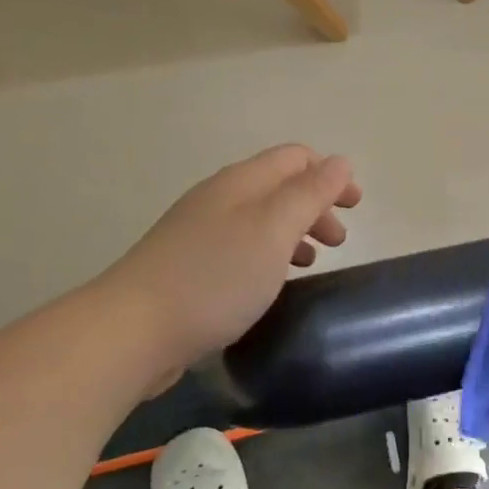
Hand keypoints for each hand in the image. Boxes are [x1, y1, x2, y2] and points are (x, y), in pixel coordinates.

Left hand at [108, 145, 360, 375]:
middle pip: (279, 187)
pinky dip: (269, 256)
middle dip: (315, 206)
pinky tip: (271, 283)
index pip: (295, 157)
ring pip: (260, 219)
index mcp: (242, 182)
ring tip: (312, 263)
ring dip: (294, 232)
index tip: (355, 207)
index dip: (330, 175)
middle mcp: (219, 198)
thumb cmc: (215, 276)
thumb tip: (340, 162)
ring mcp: (199, 232)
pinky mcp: (188, 266)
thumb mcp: (274, 229)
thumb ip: (310, 193)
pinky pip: (241, 248)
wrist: (133, 330)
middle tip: (339, 243)